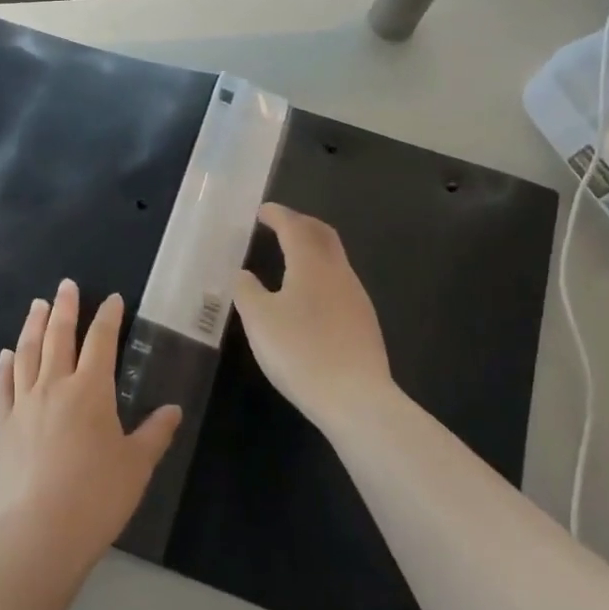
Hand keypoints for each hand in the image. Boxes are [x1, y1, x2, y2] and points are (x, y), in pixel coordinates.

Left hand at [0, 281, 180, 568]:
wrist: (40, 534)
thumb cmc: (97, 497)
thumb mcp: (137, 466)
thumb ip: (155, 433)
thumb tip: (173, 410)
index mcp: (91, 390)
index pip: (101, 341)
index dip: (107, 316)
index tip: (111, 299)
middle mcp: (54, 386)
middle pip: (59, 336)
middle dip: (64, 307)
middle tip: (66, 285)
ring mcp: (24, 404)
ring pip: (27, 352)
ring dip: (33, 325)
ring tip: (37, 305)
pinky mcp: (2, 426)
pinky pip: (2, 386)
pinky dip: (4, 366)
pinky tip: (5, 354)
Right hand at [234, 204, 394, 431]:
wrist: (355, 398)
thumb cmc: (300, 351)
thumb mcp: (259, 319)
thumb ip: (247, 290)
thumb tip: (243, 274)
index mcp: (311, 264)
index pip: (294, 227)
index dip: (278, 215)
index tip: (263, 210)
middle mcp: (338, 272)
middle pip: (323, 235)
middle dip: (301, 224)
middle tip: (280, 224)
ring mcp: (356, 297)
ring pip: (334, 259)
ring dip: (313, 248)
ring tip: (292, 257)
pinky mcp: (364, 322)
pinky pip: (340, 282)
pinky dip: (321, 273)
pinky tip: (309, 295)